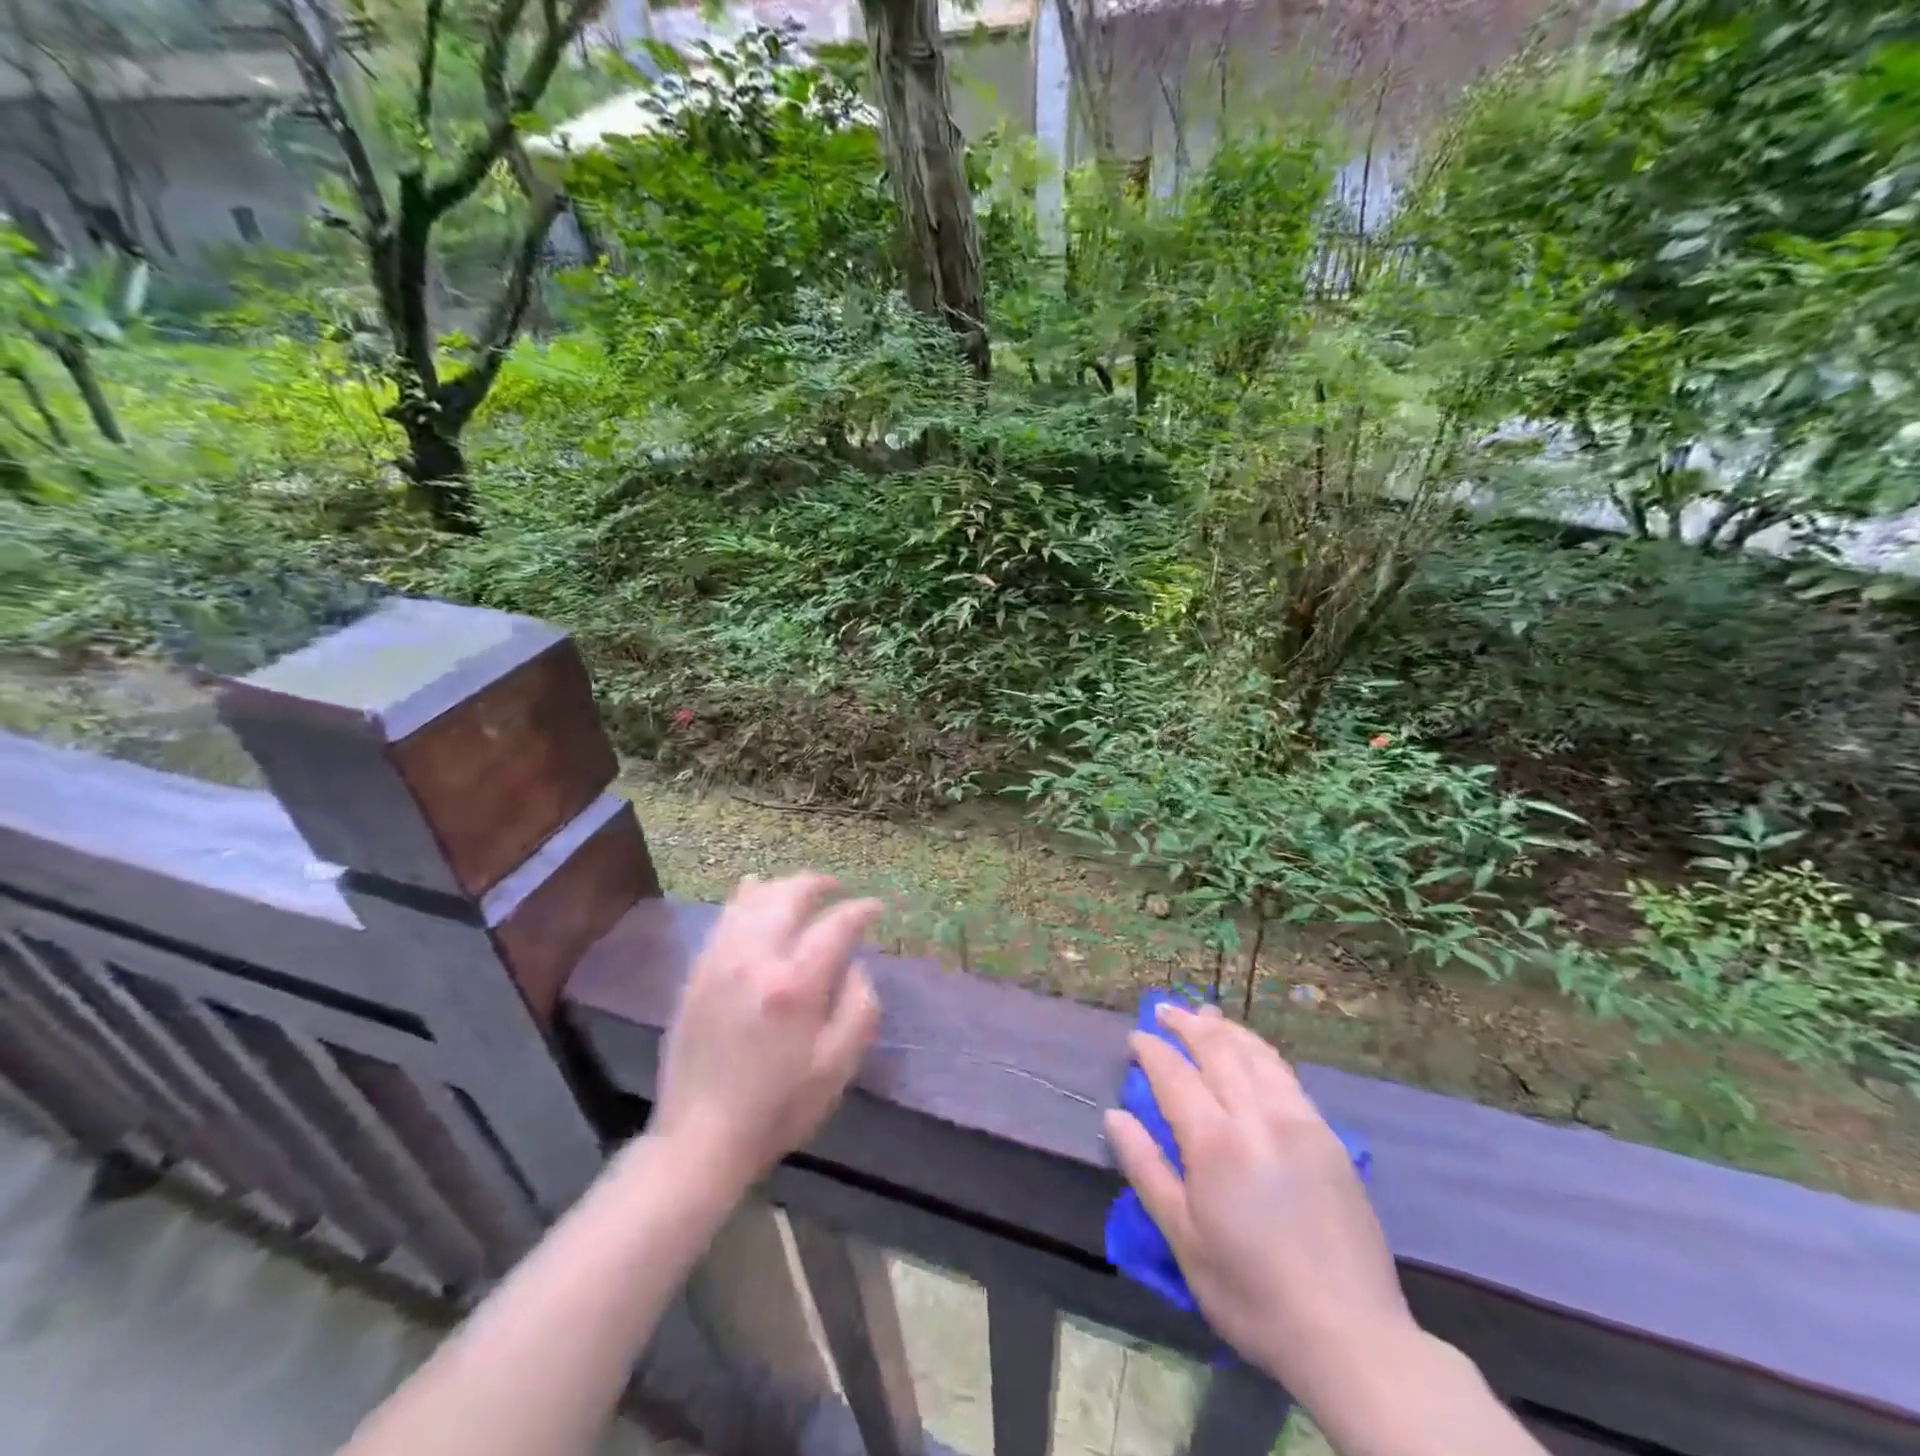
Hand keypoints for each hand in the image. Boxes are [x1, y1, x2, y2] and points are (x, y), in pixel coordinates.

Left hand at [650, 874, 881, 1191]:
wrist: (701, 1138)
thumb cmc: (779, 1106)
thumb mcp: (838, 1066)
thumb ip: (859, 1007)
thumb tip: (855, 966)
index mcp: (796, 984)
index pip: (836, 925)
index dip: (861, 910)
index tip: (876, 908)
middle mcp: (756, 960)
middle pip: (790, 896)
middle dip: (819, 884)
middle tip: (839, 888)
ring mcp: (721, 962)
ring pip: (753, 900)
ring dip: (783, 886)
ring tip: (803, 889)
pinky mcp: (698, 973)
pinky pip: (724, 918)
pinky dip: (745, 898)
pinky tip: (754, 892)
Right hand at [1104, 1004, 1412, 1388]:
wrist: (1350, 1336)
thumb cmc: (1251, 1293)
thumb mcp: (1184, 1239)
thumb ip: (1146, 1169)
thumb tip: (1114, 1116)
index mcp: (1216, 1142)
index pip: (1174, 1074)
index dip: (1151, 1050)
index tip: (1134, 1039)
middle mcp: (1257, 1116)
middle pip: (1217, 1049)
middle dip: (1186, 1024)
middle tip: (1163, 1011)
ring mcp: (1299, 1121)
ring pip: (1255, 1054)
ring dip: (1224, 1029)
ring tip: (1204, 1015)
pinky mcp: (1328, 1136)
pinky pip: (1285, 1074)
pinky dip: (1259, 1051)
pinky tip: (1251, 1052)